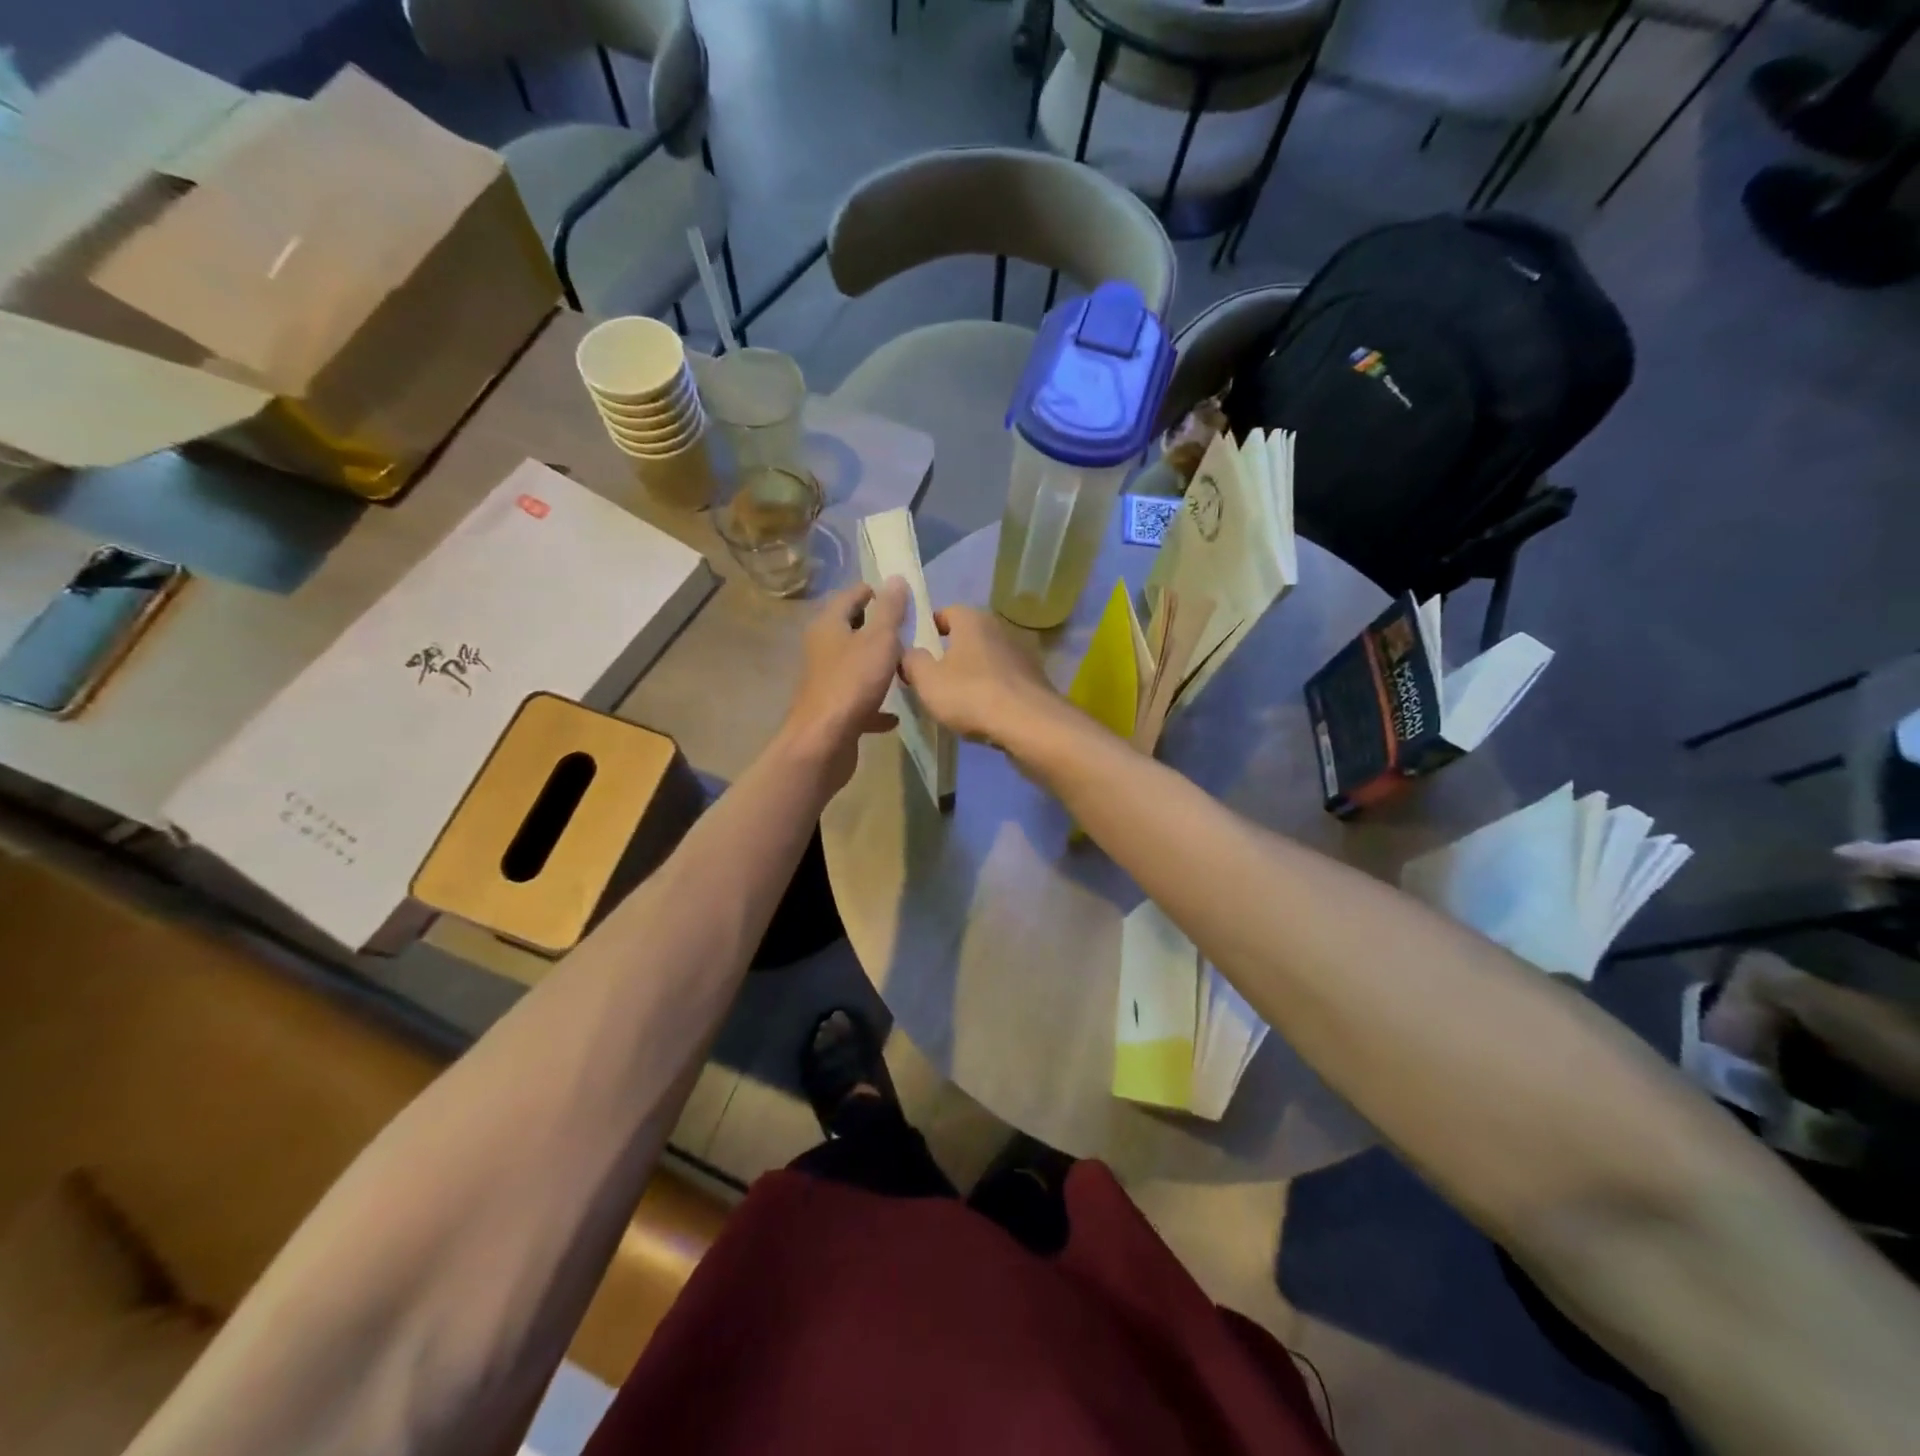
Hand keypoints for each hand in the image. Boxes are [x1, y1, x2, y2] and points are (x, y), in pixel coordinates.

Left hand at [779, 579, 908, 793]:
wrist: (824, 741)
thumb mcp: (879, 640)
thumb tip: (896, 579)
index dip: (876, 592)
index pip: (852, 595)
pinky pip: (859, 700)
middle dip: (879, 628)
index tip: (903, 597)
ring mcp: (826, 680)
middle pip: (852, 629)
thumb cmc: (853, 683)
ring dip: (878, 664)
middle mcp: (823, 648)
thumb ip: (890, 610)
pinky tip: (894, 714)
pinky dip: (876, 703)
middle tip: (910, 629)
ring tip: (907, 665)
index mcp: (829, 625)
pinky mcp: (833, 709)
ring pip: (856, 664)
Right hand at [900, 604, 1063, 750]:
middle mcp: (999, 628)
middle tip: (931, 676)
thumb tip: (909, 653)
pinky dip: (991, 690)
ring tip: (955, 698)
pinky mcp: (1033, 680)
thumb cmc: (971, 694)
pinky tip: (981, 712)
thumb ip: (912, 661)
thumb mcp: (927, 680)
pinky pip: (1003, 680)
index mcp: (972, 620)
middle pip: (967, 636)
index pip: (946, 612)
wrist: (1028, 724)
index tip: (916, 649)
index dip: (928, 628)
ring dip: (971, 673)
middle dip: (949, 653)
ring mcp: (1021, 654)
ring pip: (986, 659)